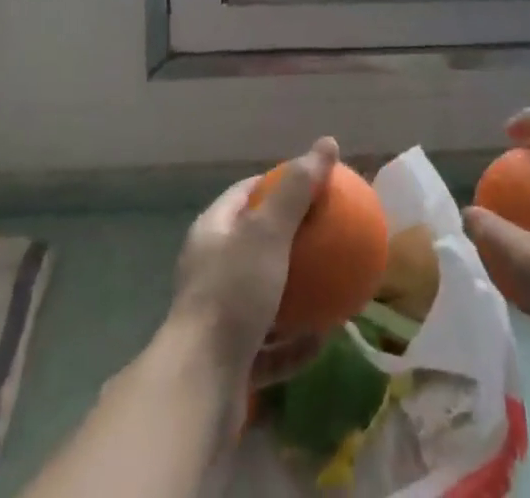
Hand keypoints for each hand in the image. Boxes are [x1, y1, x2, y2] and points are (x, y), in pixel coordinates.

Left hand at [167, 137, 339, 385]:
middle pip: (254, 245)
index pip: (245, 193)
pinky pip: (268, 345)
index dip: (276, 184)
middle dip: (290, 241)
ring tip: (329, 286)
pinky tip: (322, 339)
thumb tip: (328, 142)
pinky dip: (293, 343)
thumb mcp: (268, 232)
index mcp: (212, 232)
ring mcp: (218, 317)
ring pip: (262, 297)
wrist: (200, 387)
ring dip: (294, 295)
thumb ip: (298, 189)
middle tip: (326, 236)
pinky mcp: (229, 361)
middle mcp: (210, 269)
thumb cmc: (233, 293)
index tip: (311, 186)